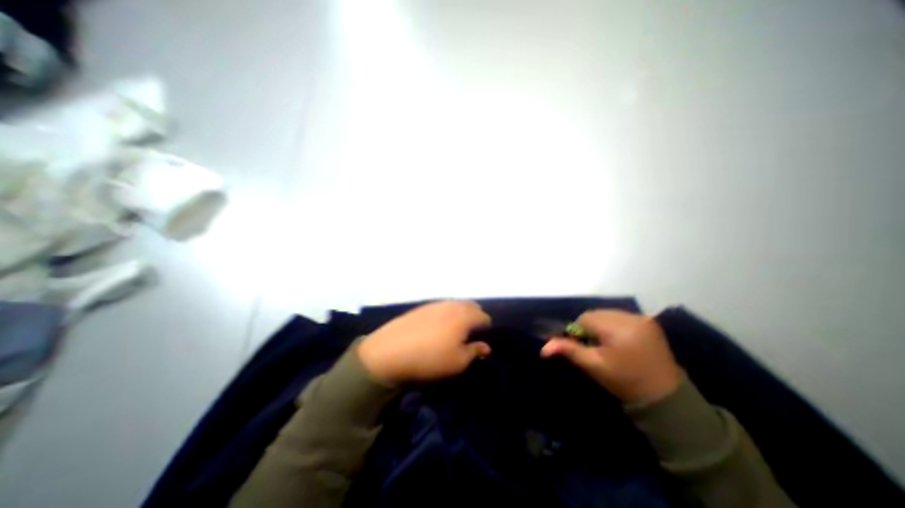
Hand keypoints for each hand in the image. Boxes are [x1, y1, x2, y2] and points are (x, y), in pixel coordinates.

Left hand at [356, 301, 492, 384]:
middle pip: (470, 306)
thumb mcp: (457, 362)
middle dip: (475, 316)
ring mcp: (435, 304)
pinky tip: (438, 325)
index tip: (483, 338)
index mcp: (464, 316)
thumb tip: (486, 347)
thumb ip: (474, 352)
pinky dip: (446, 313)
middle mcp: (452, 305)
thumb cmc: (430, 358)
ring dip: (460, 313)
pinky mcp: (421, 307)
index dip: (487, 327)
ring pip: (455, 304)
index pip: (483, 316)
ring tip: (455, 328)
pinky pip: (441, 306)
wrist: (390, 351)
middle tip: (471, 331)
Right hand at [540, 309, 681, 405]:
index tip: (586, 347)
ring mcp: (642, 318)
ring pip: (609, 314)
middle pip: (597, 314)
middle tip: (597, 347)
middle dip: (592, 327)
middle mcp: (630, 317)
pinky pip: (622, 316)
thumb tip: (543, 348)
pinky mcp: (650, 322)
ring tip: (610, 344)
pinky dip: (617, 325)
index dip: (580, 331)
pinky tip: (622, 340)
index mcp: (616, 328)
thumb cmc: (624, 381)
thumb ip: (569, 351)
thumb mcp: (593, 366)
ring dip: (604, 325)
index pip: (585, 319)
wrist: (665, 398)